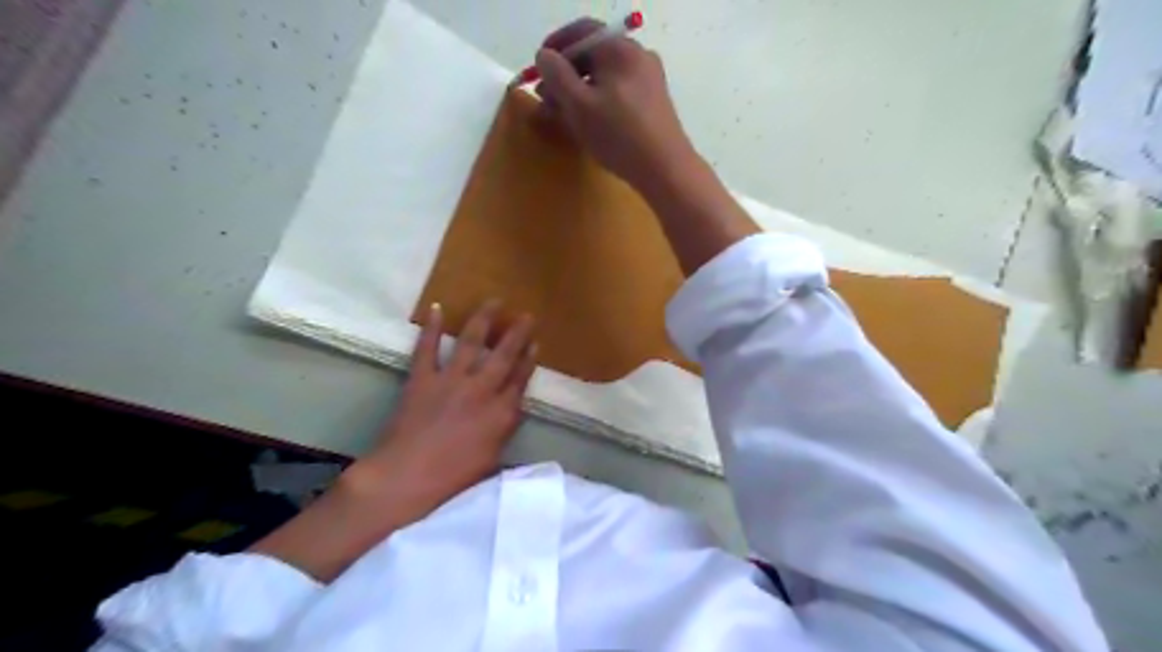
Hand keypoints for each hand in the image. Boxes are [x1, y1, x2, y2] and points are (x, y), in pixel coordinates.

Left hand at [352, 303, 536, 520]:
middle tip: (526, 315)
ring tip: (493, 301)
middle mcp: (480, 390)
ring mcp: (451, 381)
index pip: (520, 380)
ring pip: (470, 343)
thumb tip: (513, 412)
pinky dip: (430, 328)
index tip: (536, 343)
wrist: (407, 477)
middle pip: (503, 356)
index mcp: (500, 413)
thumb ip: (504, 431)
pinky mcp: (422, 379)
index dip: (529, 360)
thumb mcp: (492, 459)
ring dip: (483, 320)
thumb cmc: (453, 477)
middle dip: (517, 333)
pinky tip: (435, 309)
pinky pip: (427, 348)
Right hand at [536, 19, 697, 191]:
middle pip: (593, 55)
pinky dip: (598, 102)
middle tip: (545, 99)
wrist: (665, 169)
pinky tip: (588, 124)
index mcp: (620, 49)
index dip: (555, 48)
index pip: (581, 33)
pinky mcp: (652, 103)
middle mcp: (638, 56)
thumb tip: (544, 56)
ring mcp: (648, 80)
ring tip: (562, 115)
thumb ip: (556, 76)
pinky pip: (618, 93)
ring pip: (605, 77)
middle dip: (565, 75)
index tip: (536, 71)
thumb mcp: (578, 105)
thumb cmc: (618, 135)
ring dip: (579, 92)